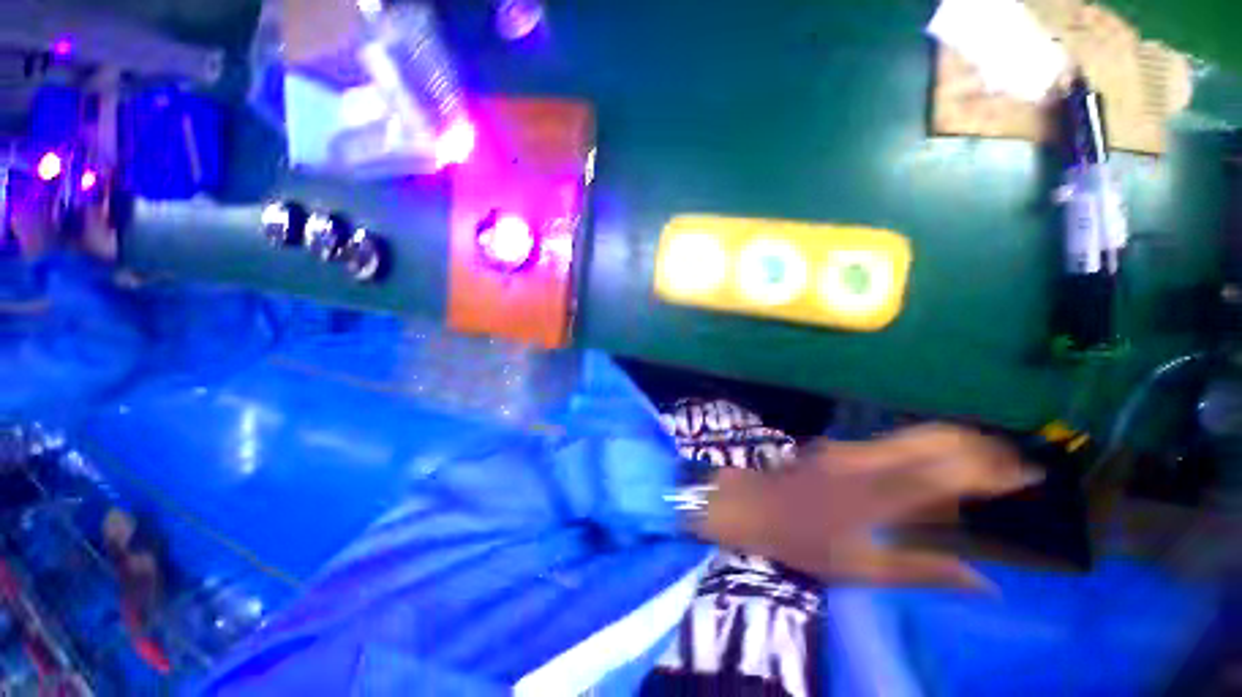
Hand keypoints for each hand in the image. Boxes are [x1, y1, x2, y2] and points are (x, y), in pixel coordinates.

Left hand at [693, 424, 1040, 588]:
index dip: (994, 471)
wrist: (752, 505)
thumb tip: (985, 582)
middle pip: (937, 439)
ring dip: (955, 445)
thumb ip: (924, 571)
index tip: (1029, 478)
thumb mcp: (861, 569)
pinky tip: (935, 469)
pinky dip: (926, 450)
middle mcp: (869, 460)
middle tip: (1010, 468)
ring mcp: (852, 448)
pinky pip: (894, 443)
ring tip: (983, 467)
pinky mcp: (840, 447)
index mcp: (880, 493)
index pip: (951, 472)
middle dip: (981, 447)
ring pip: (916, 435)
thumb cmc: (801, 542)